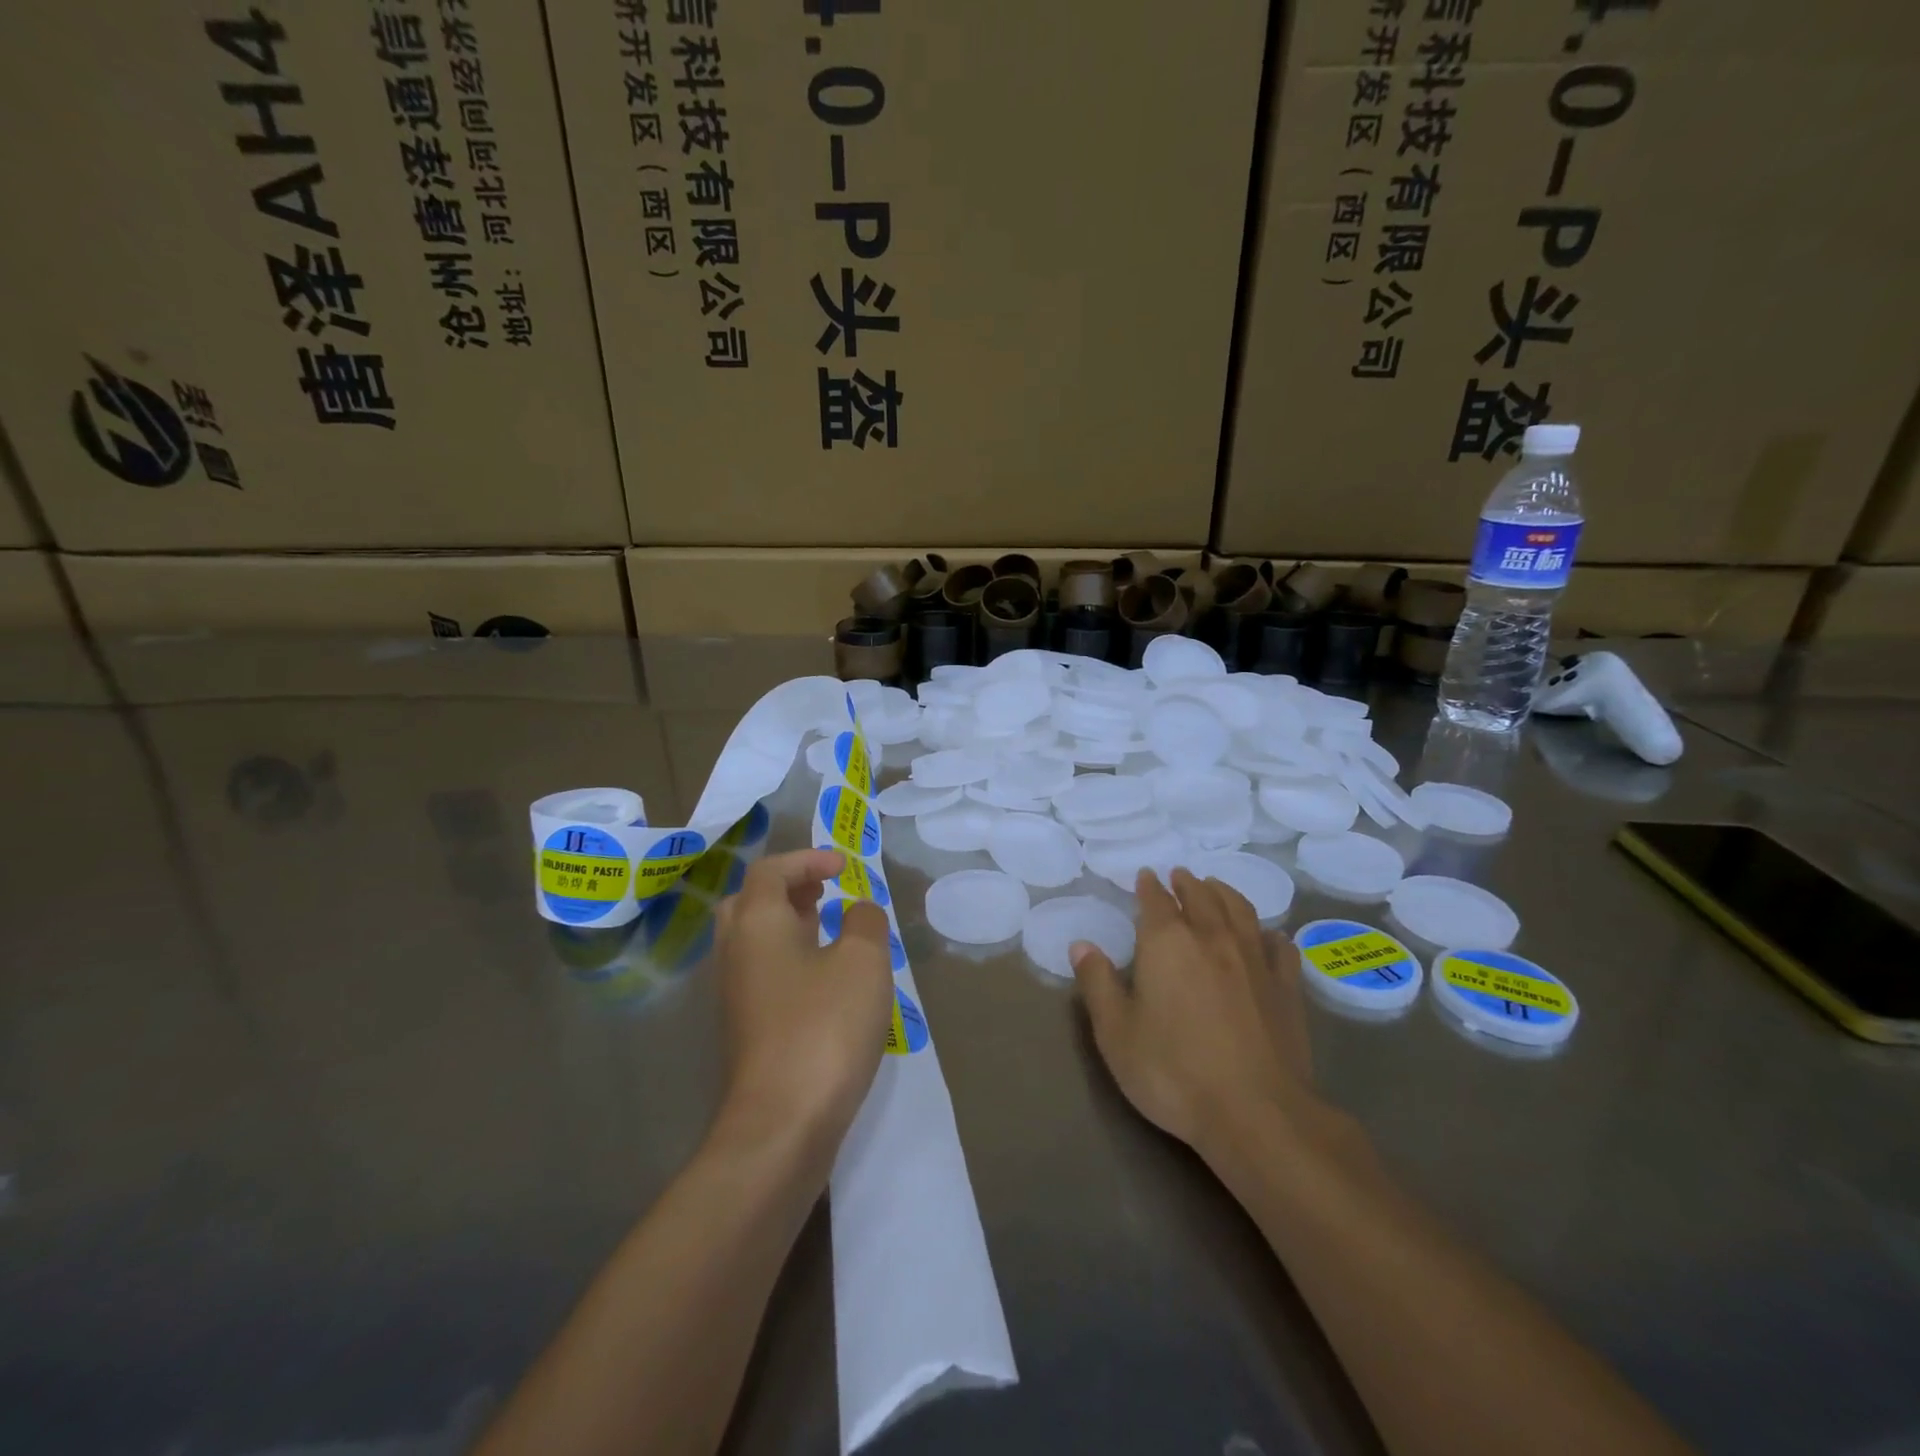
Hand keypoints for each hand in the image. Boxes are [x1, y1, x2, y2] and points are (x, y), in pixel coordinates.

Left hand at [713, 848, 895, 1169]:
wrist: (781, 1123)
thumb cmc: (824, 1027)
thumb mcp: (863, 962)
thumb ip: (866, 922)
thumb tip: (858, 911)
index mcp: (756, 923)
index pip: (771, 871)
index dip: (807, 859)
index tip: (844, 866)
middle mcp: (735, 952)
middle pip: (750, 902)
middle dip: (788, 888)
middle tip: (824, 891)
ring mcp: (735, 994)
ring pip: (754, 940)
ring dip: (788, 924)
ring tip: (828, 928)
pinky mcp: (744, 1029)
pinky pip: (762, 973)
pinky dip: (789, 958)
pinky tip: (824, 980)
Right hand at [1070, 868, 1329, 1162]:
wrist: (1257, 1113)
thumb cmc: (1173, 1073)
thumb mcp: (1116, 1033)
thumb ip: (1097, 984)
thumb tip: (1081, 945)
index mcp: (1167, 943)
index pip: (1156, 901)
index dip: (1149, 886)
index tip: (1146, 876)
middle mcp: (1212, 938)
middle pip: (1201, 896)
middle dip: (1187, 883)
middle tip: (1180, 875)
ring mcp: (1255, 960)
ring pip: (1240, 910)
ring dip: (1225, 893)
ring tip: (1216, 887)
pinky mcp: (1287, 988)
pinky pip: (1279, 946)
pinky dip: (1268, 933)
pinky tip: (1267, 936)